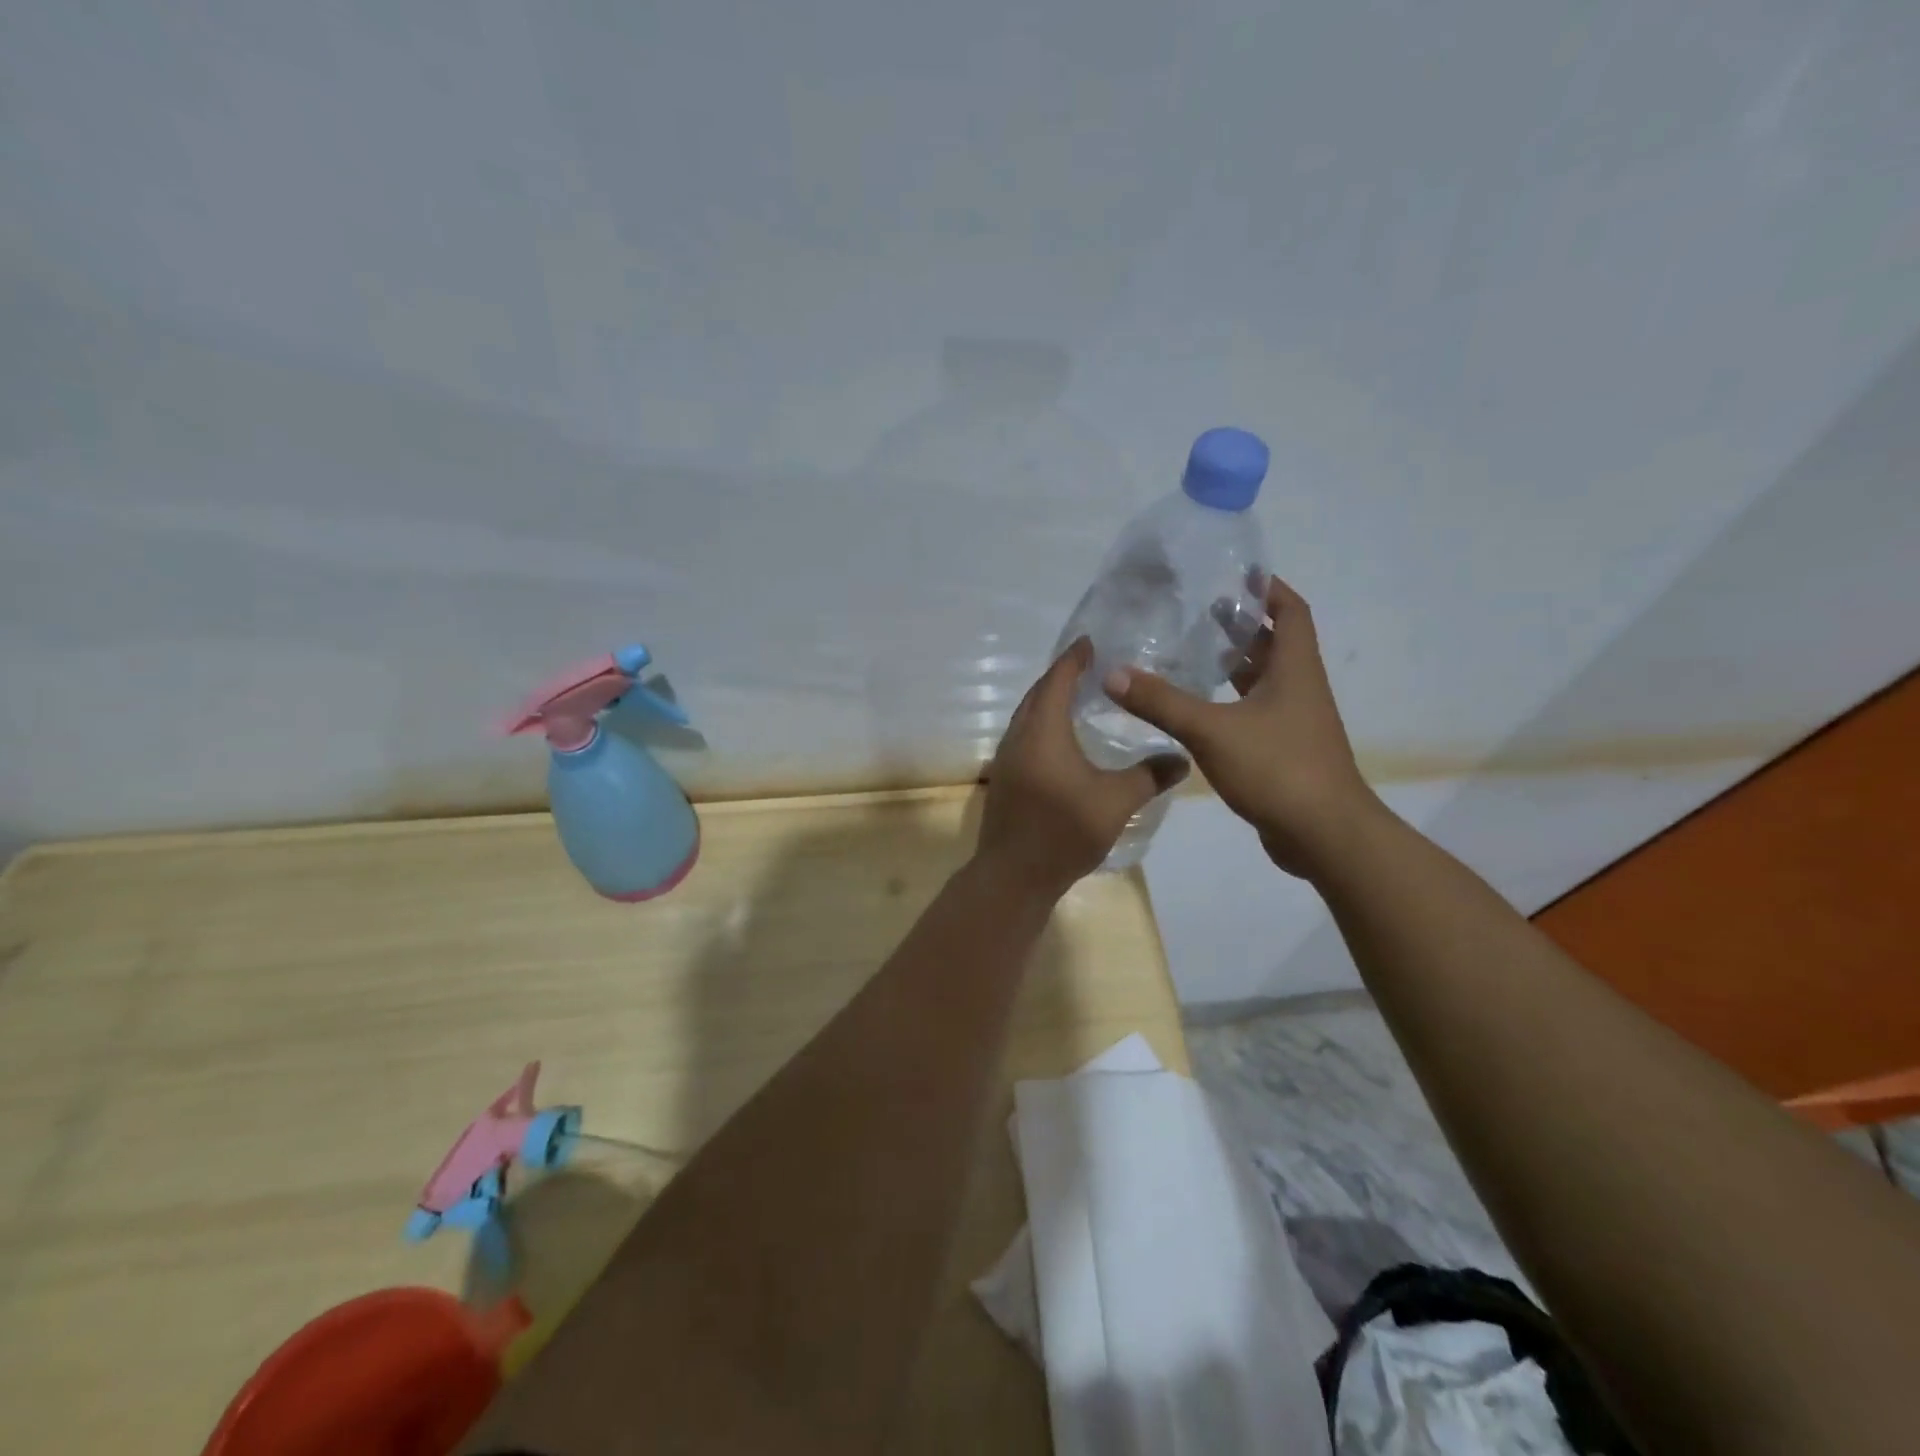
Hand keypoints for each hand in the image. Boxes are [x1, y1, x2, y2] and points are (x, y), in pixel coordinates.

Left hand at [976, 637, 1189, 899]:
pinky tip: (1062, 740)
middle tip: (1088, 667)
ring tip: (1077, 697)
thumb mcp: (1115, 802)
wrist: (1013, 875)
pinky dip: (1043, 725)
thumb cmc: (1063, 831)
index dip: (1073, 659)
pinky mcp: (1006, 780)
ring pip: (1028, 717)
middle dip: (1060, 676)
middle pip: (1037, 694)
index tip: (1089, 642)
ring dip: (1048, 701)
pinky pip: (1024, 737)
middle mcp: (1019, 737)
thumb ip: (1149, 776)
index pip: (1056, 681)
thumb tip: (1182, 758)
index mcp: (1043, 732)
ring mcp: (1007, 760)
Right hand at [1103, 578, 1379, 878]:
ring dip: (1233, 664)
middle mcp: (1298, 689)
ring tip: (1191, 651)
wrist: (1323, 835)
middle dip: (1240, 624)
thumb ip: (1162, 702)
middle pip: (1274, 644)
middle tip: (1197, 610)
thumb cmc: (1277, 769)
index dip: (1268, 589)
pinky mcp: (1282, 750)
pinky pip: (1254, 711)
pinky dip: (1229, 701)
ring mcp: (1293, 722)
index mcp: (1294, 670)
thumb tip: (1113, 674)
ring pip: (1262, 680)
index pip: (1290, 612)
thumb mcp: (1212, 731)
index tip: (1235, 574)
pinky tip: (1196, 708)